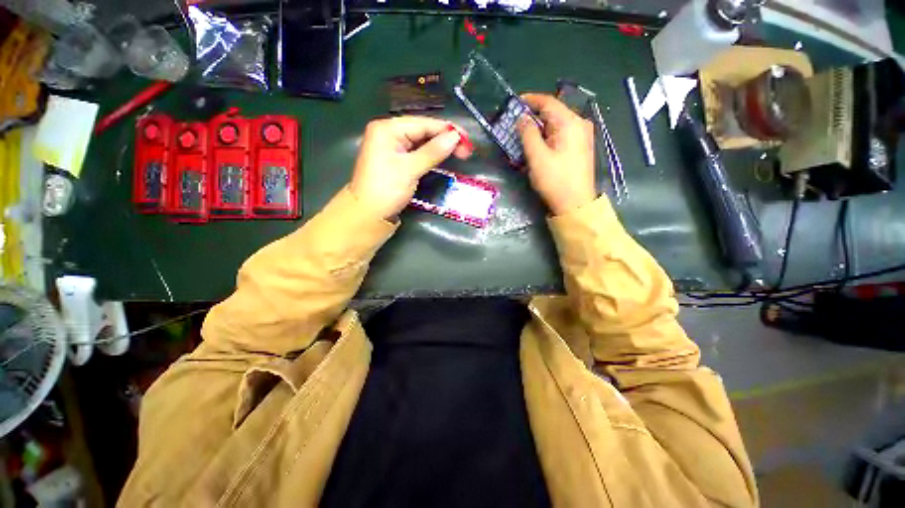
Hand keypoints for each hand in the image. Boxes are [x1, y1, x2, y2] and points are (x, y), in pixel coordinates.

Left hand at [350, 117, 472, 218]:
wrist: (367, 214)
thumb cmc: (386, 189)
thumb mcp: (410, 169)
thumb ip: (433, 152)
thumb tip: (456, 137)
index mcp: (387, 129)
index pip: (423, 124)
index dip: (447, 130)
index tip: (467, 139)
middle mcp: (389, 133)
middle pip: (423, 131)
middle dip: (445, 139)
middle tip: (467, 150)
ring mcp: (392, 147)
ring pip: (421, 142)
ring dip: (440, 147)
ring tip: (461, 153)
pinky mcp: (396, 160)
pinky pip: (417, 153)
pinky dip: (431, 155)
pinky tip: (444, 157)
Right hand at [517, 93, 596, 215]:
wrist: (575, 204)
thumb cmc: (555, 180)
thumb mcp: (537, 157)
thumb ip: (528, 134)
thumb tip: (522, 118)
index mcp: (570, 123)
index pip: (548, 102)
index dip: (530, 100)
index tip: (514, 102)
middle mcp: (579, 124)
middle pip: (553, 112)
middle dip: (533, 115)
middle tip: (515, 122)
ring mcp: (582, 136)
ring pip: (556, 124)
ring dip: (539, 127)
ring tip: (523, 134)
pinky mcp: (579, 147)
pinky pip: (561, 134)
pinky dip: (547, 136)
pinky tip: (537, 144)